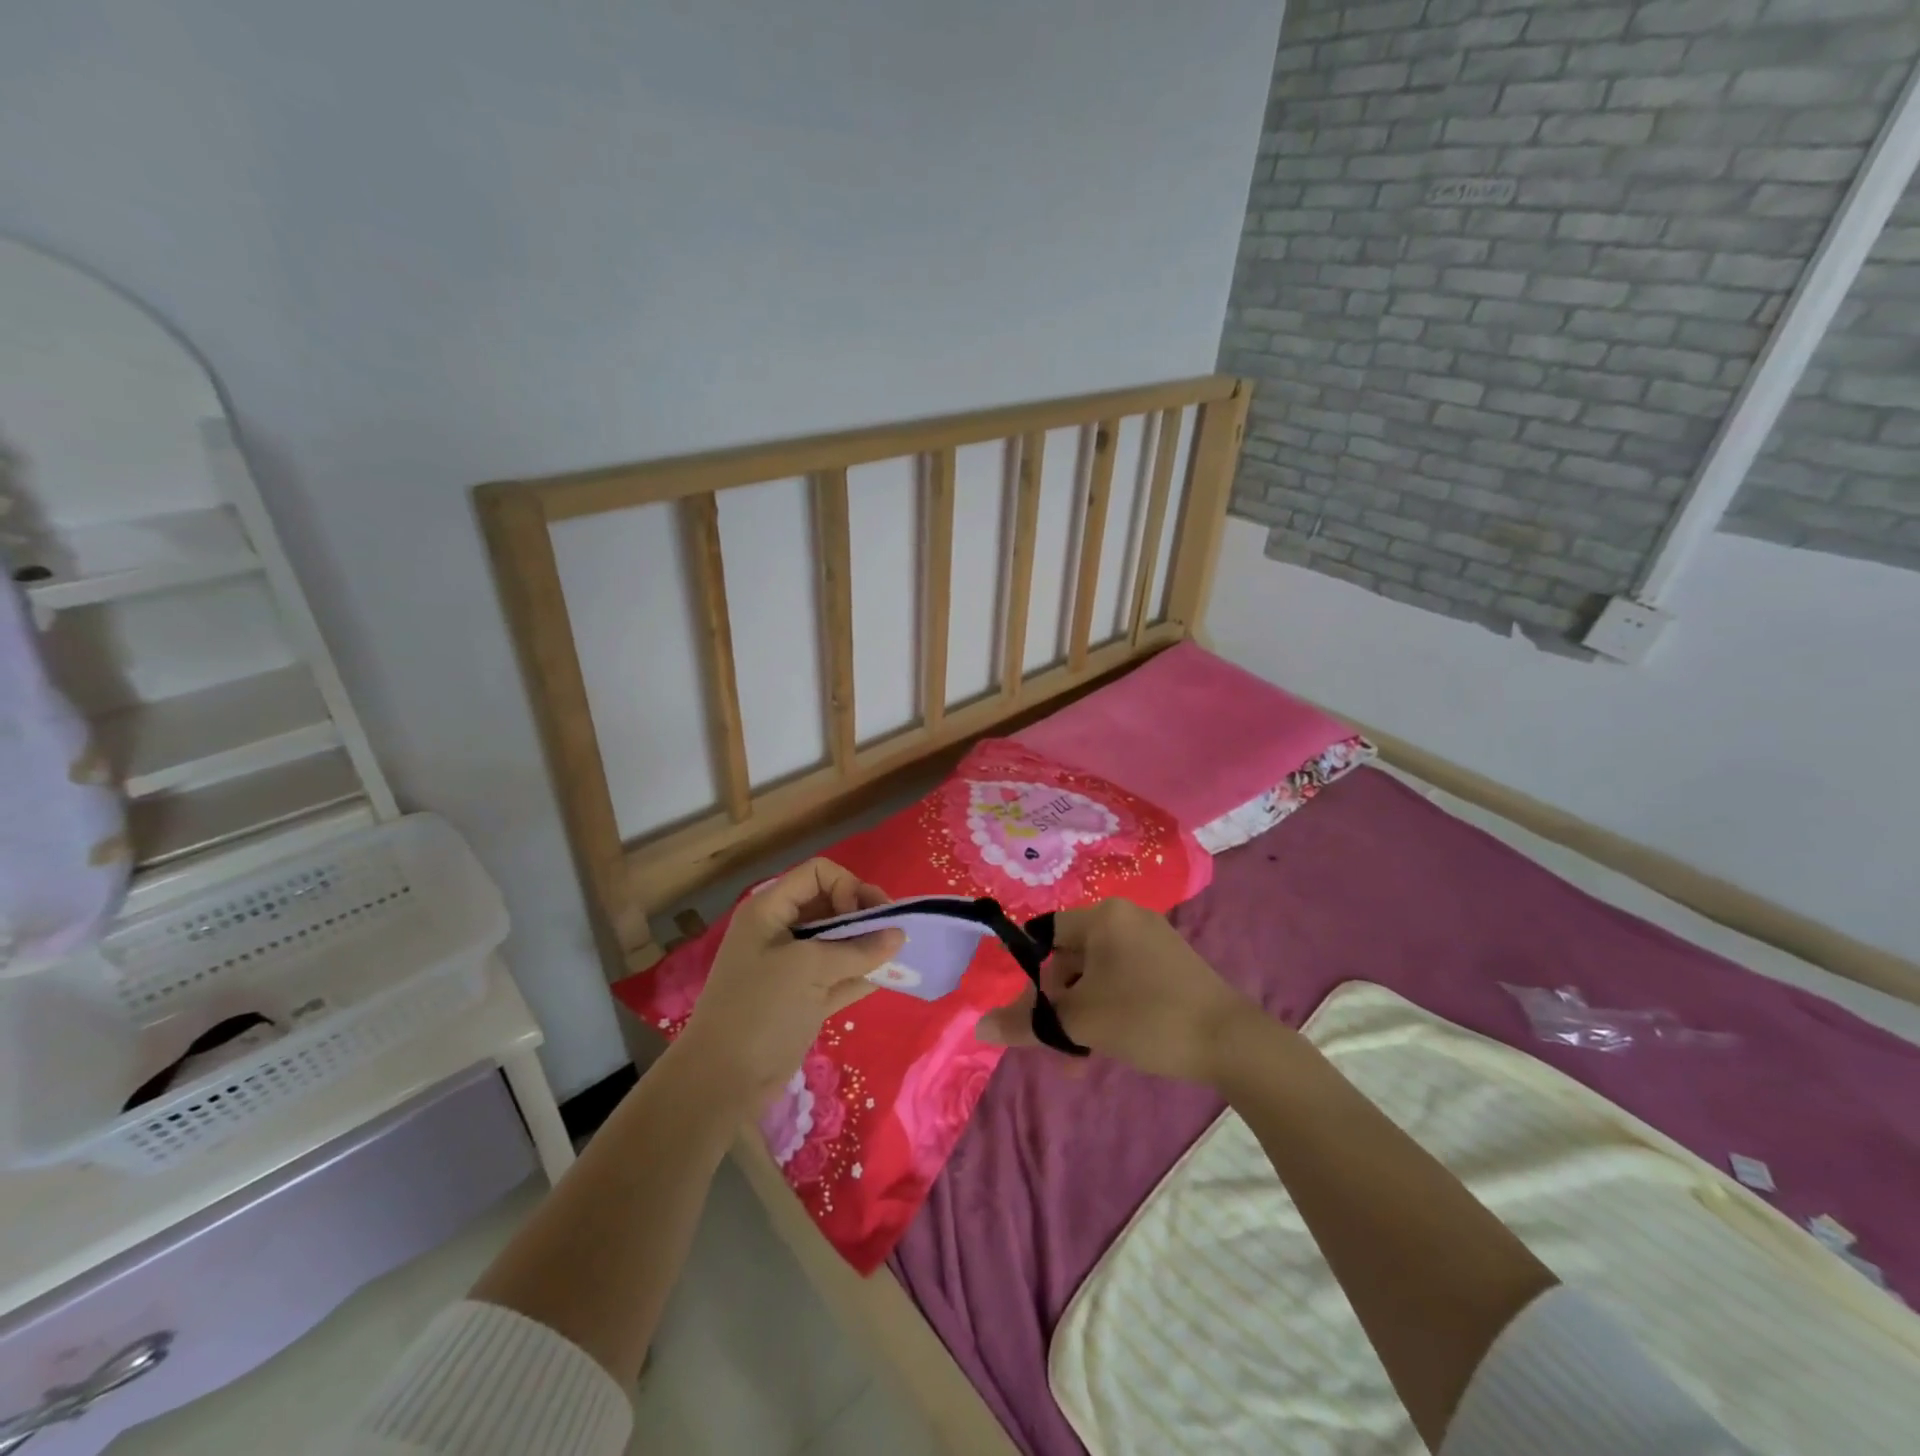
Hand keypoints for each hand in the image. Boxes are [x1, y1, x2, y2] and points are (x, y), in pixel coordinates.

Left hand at [675, 858, 903, 1107]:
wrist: (722, 1082)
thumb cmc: (761, 1009)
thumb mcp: (809, 969)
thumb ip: (858, 950)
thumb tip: (900, 935)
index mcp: (770, 909)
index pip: (818, 873)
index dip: (846, 886)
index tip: (861, 916)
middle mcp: (781, 930)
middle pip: (832, 904)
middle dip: (864, 915)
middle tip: (893, 934)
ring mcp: (792, 966)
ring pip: (838, 941)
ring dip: (867, 945)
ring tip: (898, 956)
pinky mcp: (803, 997)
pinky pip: (839, 974)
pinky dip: (860, 973)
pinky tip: (888, 978)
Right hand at [976, 898, 1265, 1084]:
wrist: (1232, 1042)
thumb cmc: (1148, 1017)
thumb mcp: (1081, 1022)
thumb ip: (1027, 1023)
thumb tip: (980, 1028)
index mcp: (1104, 916)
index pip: (1046, 934)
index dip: (1032, 973)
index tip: (1035, 1011)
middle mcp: (1127, 917)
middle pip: (1071, 956)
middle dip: (1059, 1003)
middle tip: (1060, 1044)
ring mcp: (1153, 939)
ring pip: (1097, 974)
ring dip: (1083, 1012)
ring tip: (1083, 1057)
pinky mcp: (1172, 963)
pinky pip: (1124, 978)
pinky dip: (1110, 1006)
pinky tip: (1112, 1043)